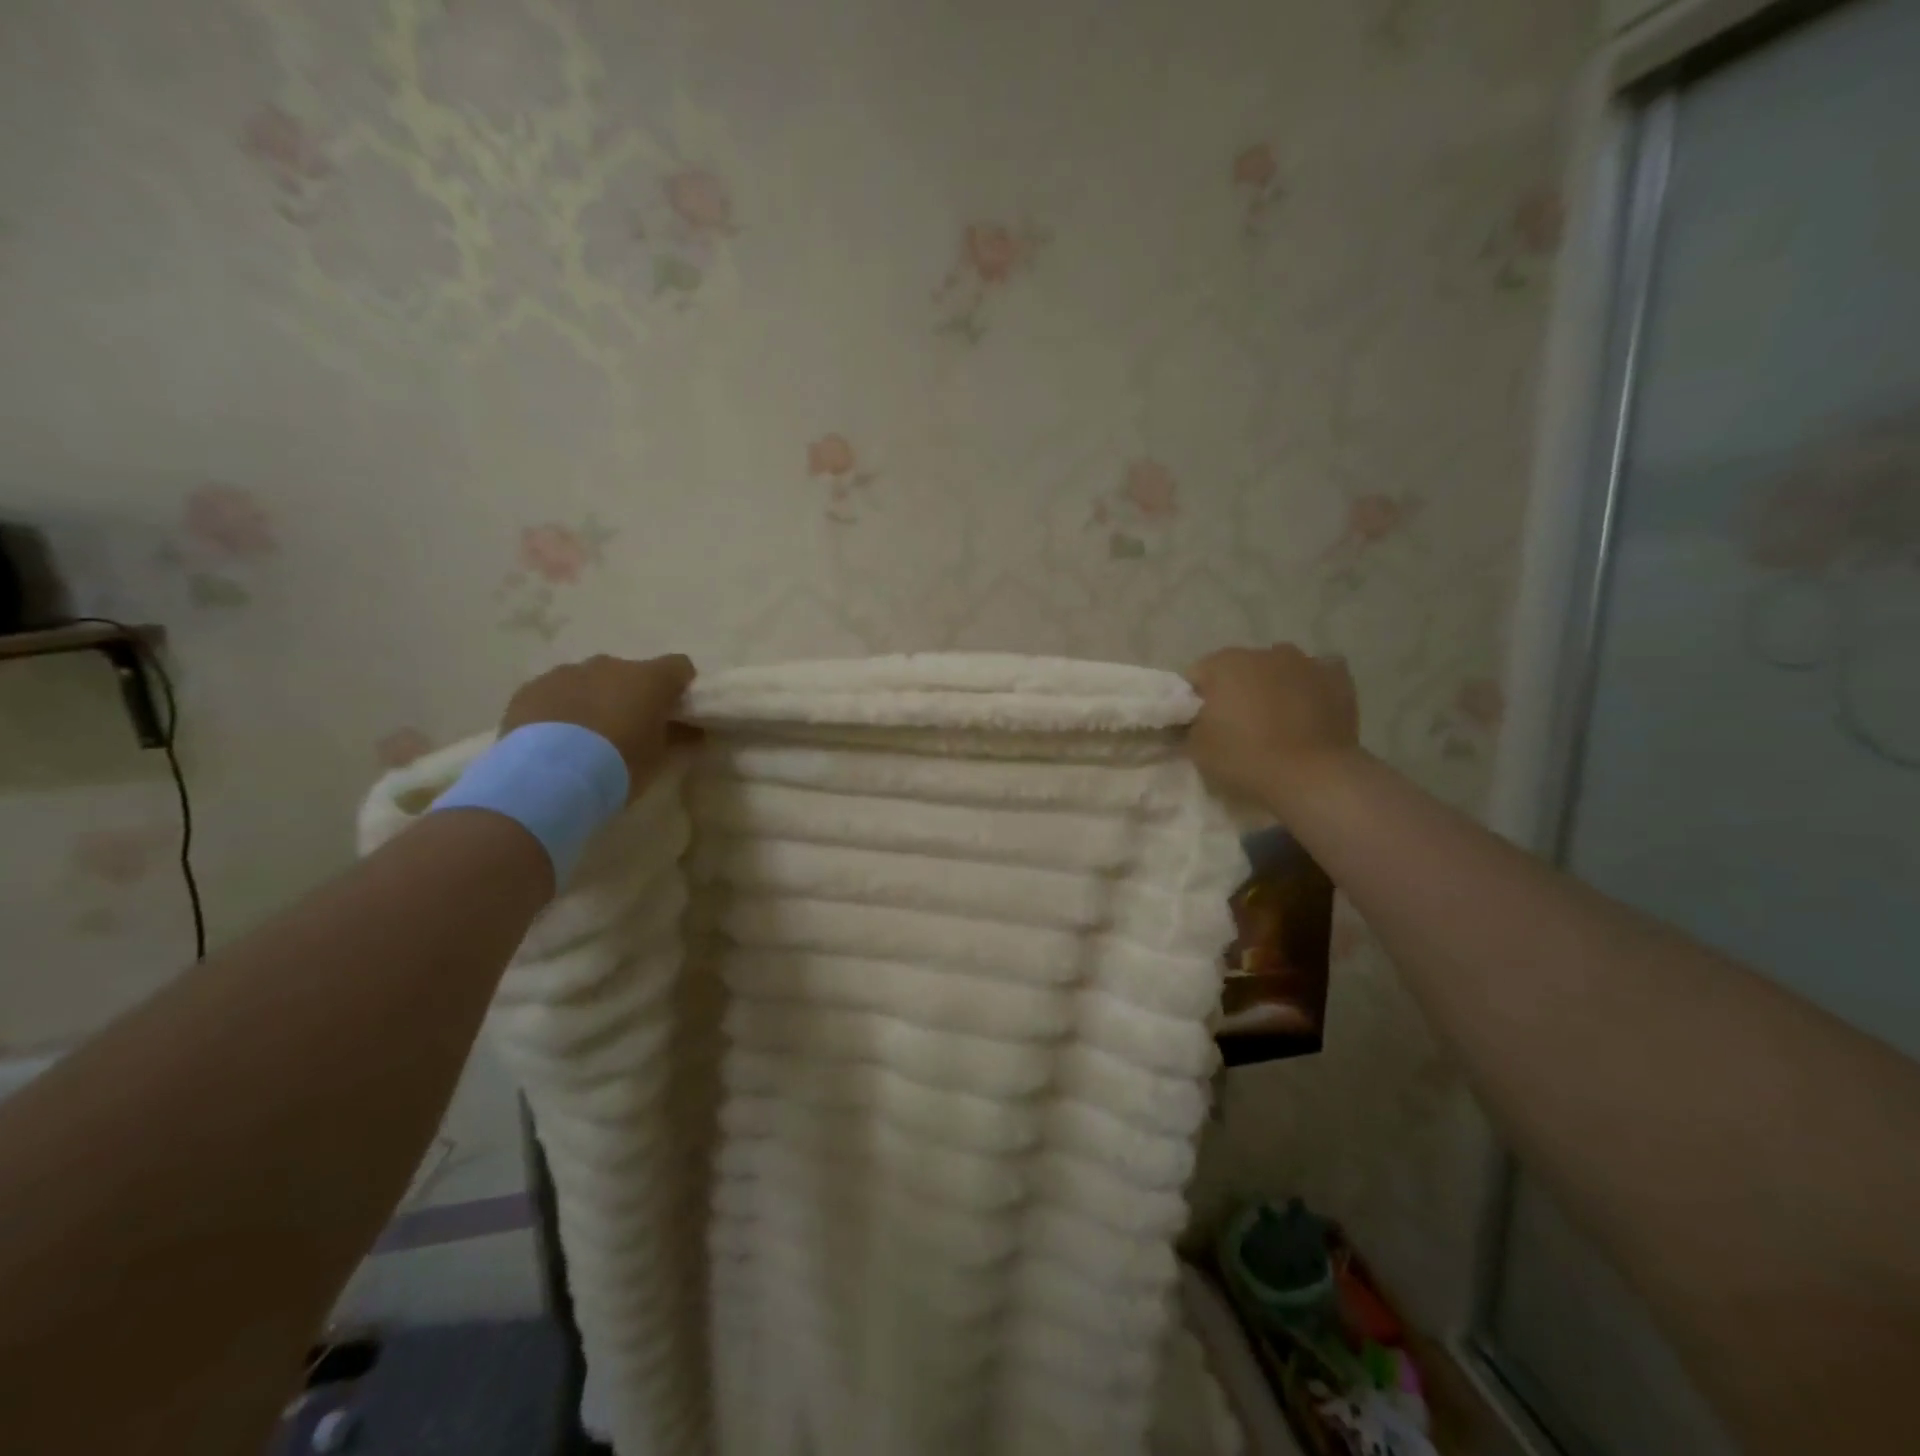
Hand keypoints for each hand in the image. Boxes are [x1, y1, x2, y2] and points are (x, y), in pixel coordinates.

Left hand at [500, 654, 696, 800]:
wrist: (548, 776)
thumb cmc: (617, 765)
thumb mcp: (658, 759)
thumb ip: (678, 738)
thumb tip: (693, 731)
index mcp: (649, 679)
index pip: (679, 666)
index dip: (679, 685)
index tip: (675, 710)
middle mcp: (610, 665)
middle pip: (630, 672)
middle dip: (631, 694)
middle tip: (627, 728)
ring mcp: (567, 673)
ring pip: (590, 679)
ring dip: (594, 698)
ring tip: (586, 737)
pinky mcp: (531, 688)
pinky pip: (555, 692)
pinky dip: (561, 707)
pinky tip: (555, 738)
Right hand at [1185, 644, 1360, 812]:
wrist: (1313, 777)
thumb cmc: (1246, 758)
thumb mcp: (1197, 748)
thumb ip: (1189, 726)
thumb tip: (1191, 721)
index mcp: (1226, 663)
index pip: (1198, 675)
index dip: (1195, 701)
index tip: (1199, 725)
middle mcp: (1265, 652)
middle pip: (1240, 668)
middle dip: (1235, 691)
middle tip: (1236, 726)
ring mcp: (1306, 662)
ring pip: (1278, 670)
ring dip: (1272, 687)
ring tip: (1275, 721)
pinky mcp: (1338, 679)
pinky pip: (1317, 676)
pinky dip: (1309, 689)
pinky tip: (1308, 711)